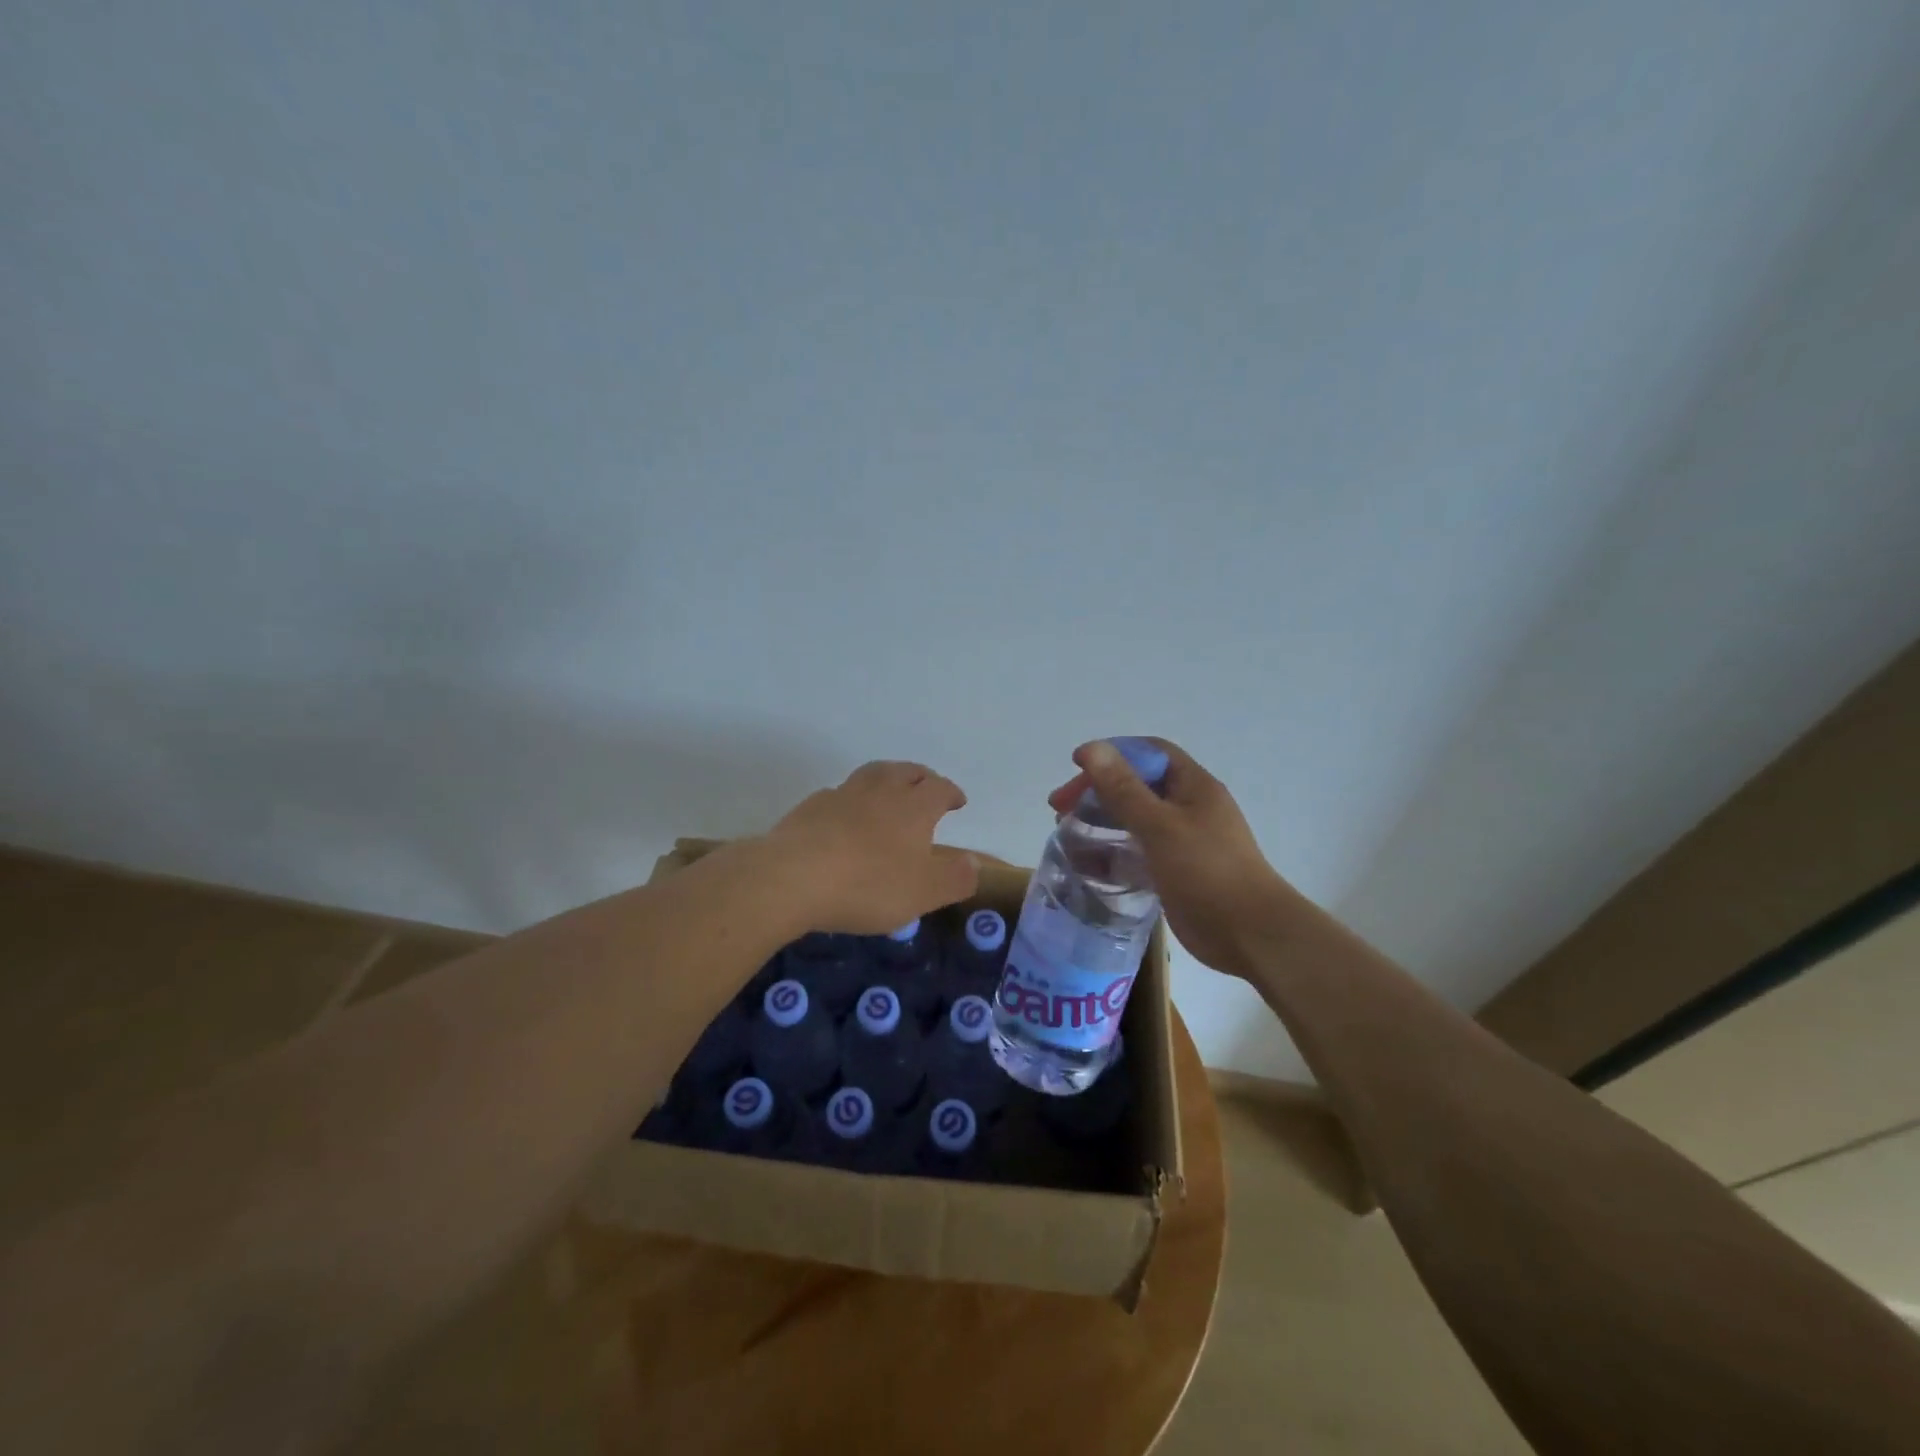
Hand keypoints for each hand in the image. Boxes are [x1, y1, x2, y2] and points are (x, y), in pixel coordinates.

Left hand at [769, 760, 979, 933]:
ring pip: (870, 775)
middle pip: (905, 771)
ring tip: (888, 794)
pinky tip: (844, 818)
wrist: (791, 878)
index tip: (957, 801)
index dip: (951, 793)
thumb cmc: (868, 884)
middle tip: (926, 787)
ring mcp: (841, 795)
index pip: (939, 788)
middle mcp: (880, 790)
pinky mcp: (809, 809)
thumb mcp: (924, 892)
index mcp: (913, 806)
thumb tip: (974, 862)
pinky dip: (849, 801)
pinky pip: (838, 796)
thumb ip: (955, 877)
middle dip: (920, 778)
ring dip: (885, 780)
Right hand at [1049, 739, 1298, 976]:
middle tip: (1059, 808)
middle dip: (1097, 791)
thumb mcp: (1160, 826)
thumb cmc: (1207, 872)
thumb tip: (1091, 749)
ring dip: (1100, 822)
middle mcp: (1188, 808)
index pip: (1148, 752)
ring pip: (1134, 821)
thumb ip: (1123, 789)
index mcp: (1192, 786)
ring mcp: (1182, 841)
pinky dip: (1111, 853)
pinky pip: (1137, 853)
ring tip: (1066, 833)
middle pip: (1136, 786)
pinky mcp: (1174, 871)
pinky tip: (1086, 865)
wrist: (1250, 935)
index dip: (1112, 753)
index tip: (1076, 766)